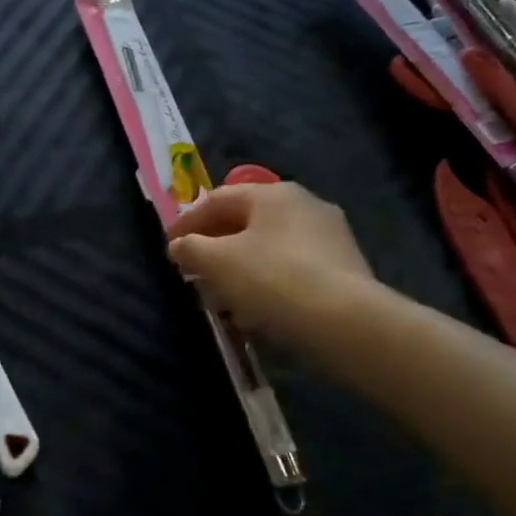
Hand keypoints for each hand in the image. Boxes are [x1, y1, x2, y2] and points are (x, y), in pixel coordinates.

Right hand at [167, 182, 374, 338]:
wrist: (346, 322)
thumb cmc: (272, 279)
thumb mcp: (217, 262)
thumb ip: (191, 248)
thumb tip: (179, 245)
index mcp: (272, 193)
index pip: (217, 199)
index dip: (187, 221)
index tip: (169, 246)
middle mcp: (304, 203)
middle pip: (246, 220)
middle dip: (215, 244)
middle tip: (194, 268)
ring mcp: (329, 235)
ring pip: (270, 245)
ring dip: (241, 264)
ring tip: (222, 293)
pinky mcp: (345, 267)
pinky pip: (293, 266)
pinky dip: (268, 279)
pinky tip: (257, 305)